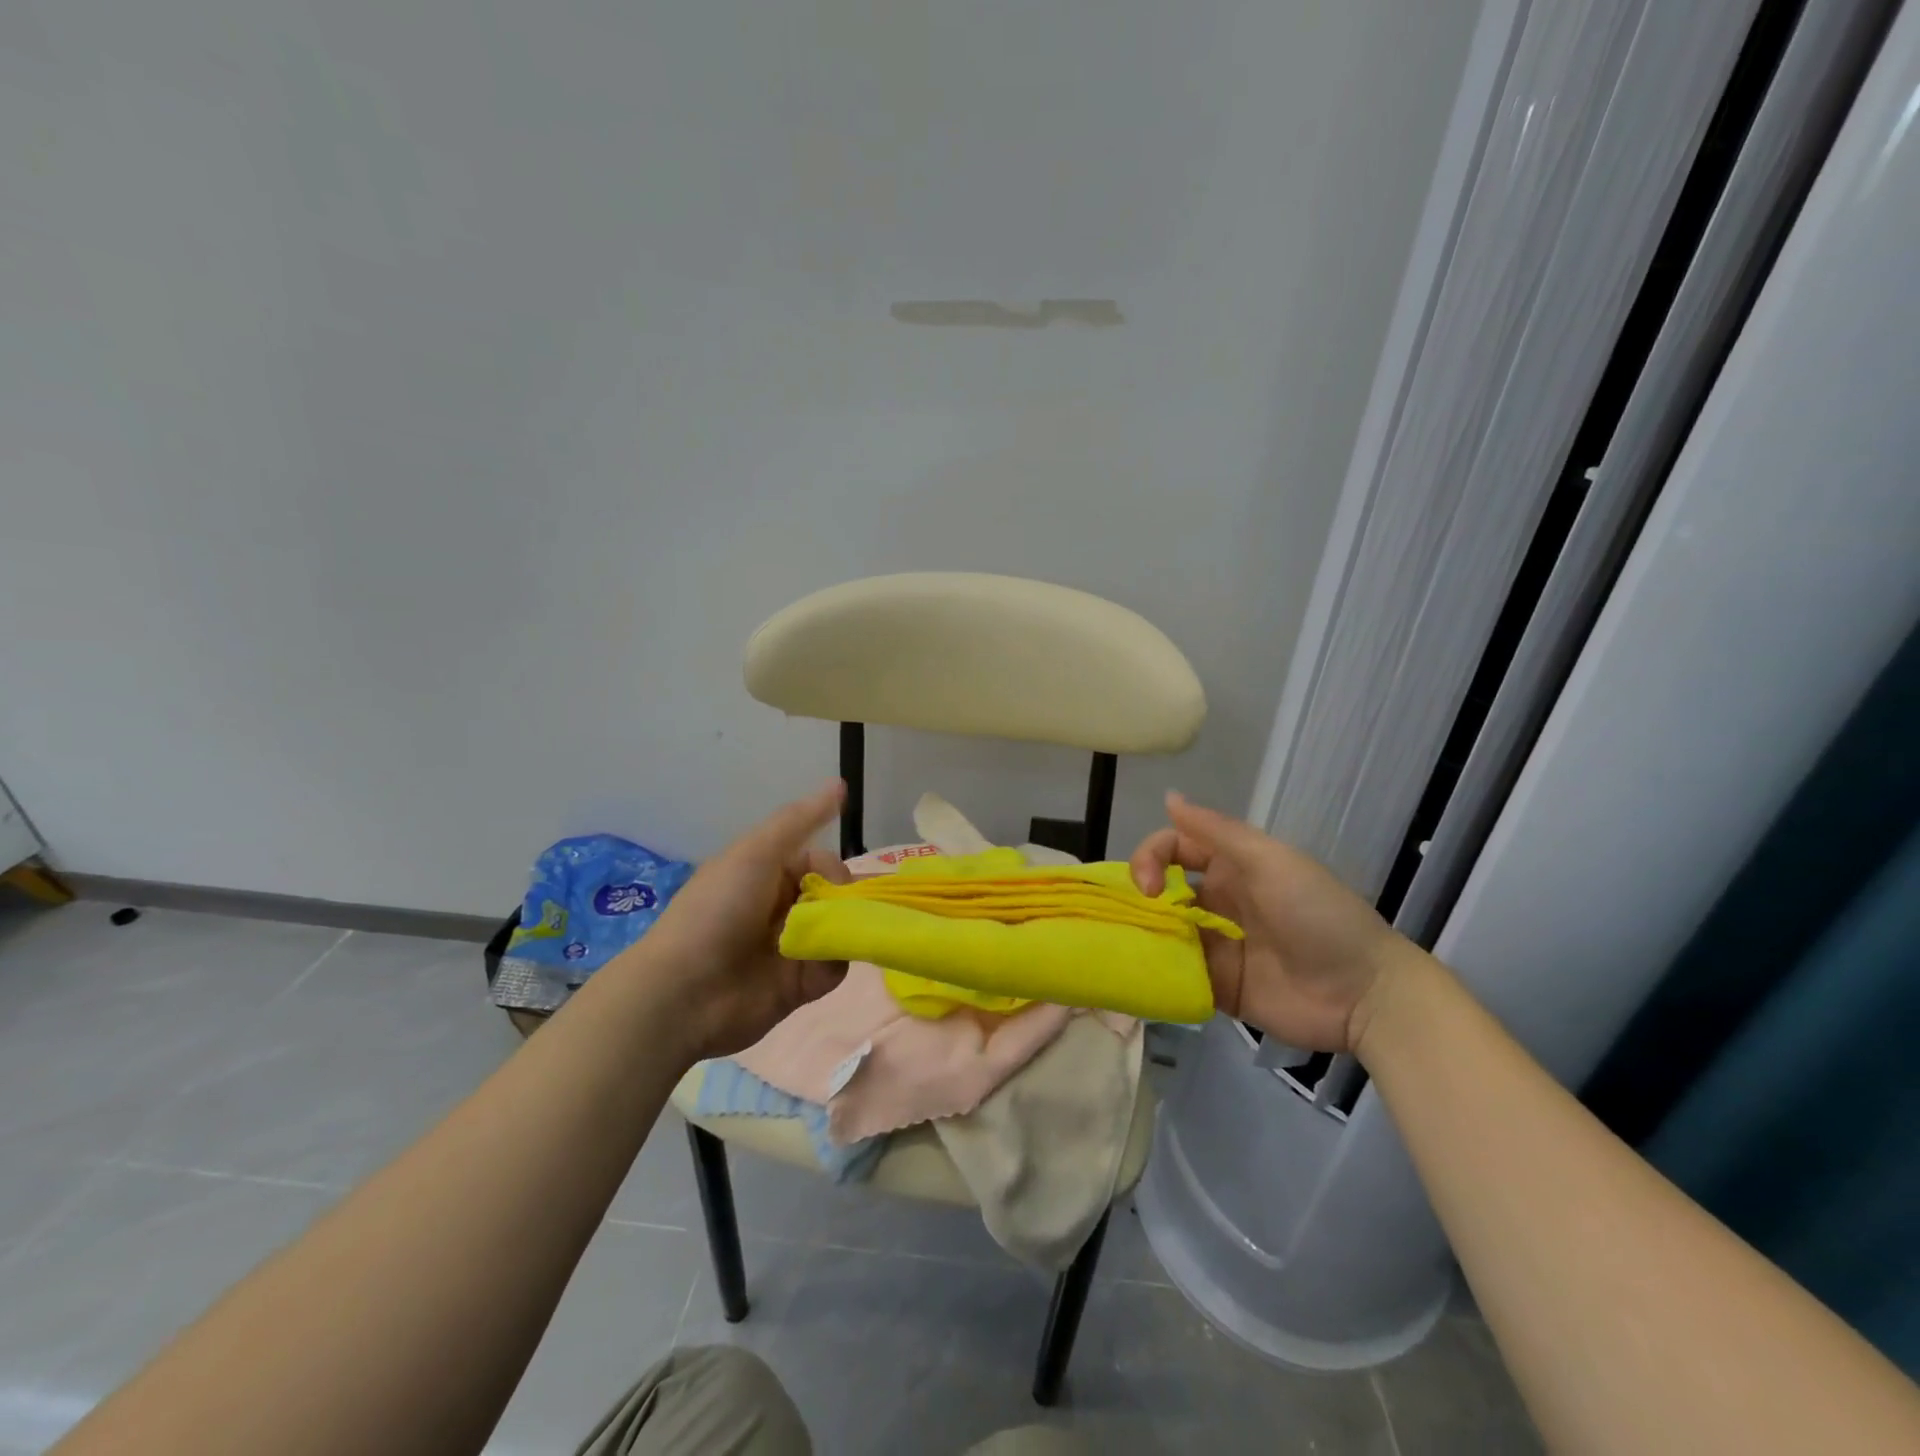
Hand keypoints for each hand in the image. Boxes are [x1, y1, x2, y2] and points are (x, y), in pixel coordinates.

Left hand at [620, 781, 851, 1062]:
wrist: (683, 992)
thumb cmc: (717, 911)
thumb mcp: (756, 853)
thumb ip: (800, 820)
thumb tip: (841, 783)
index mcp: (768, 873)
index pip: (821, 862)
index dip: (833, 869)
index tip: (832, 882)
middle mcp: (783, 906)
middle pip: (836, 895)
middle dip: (846, 901)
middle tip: (835, 915)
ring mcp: (793, 946)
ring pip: (841, 929)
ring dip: (842, 932)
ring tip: (826, 943)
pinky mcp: (800, 985)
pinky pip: (835, 968)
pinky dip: (832, 964)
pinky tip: (813, 968)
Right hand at [1130, 793, 1405, 1052]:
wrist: (1364, 993)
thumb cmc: (1317, 915)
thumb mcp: (1269, 861)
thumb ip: (1215, 831)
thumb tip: (1169, 797)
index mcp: (1230, 867)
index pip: (1173, 849)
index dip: (1150, 858)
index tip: (1149, 887)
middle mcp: (1218, 902)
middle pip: (1161, 891)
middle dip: (1138, 899)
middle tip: (1129, 920)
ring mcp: (1216, 946)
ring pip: (1164, 932)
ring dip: (1143, 935)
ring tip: (1126, 951)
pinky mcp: (1217, 986)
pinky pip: (1177, 974)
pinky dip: (1157, 972)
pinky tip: (1142, 978)